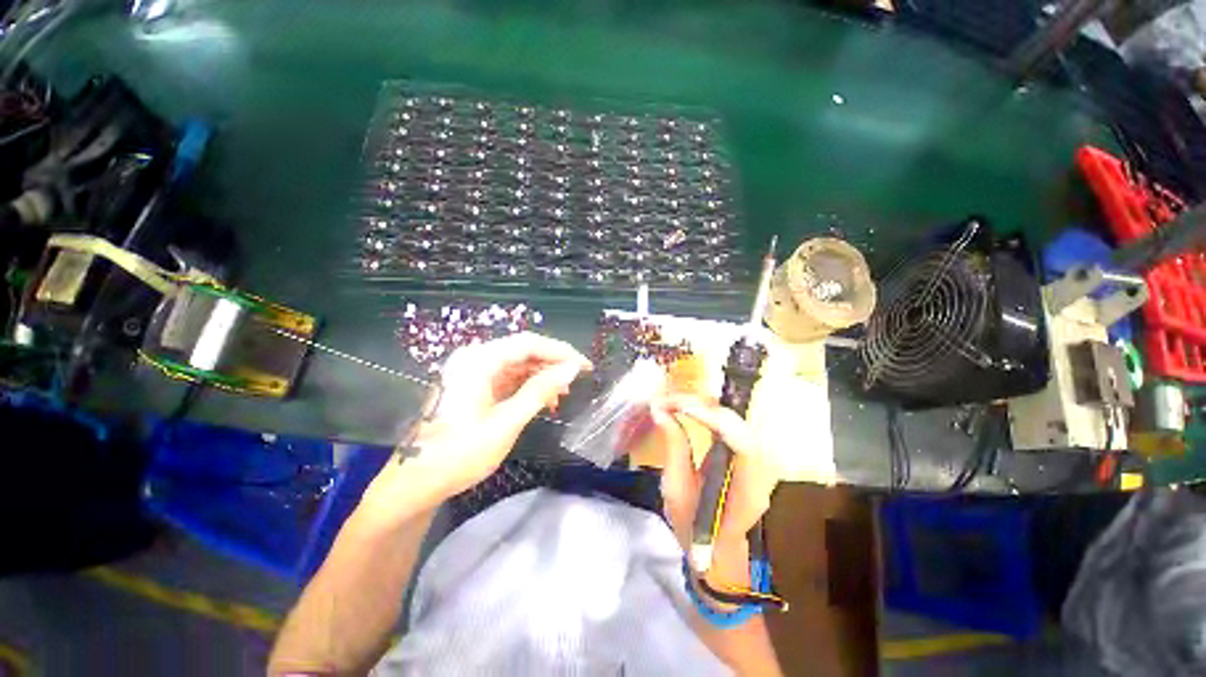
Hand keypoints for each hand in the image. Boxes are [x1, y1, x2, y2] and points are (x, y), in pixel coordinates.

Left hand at [361, 332, 590, 523]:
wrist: (416, 482)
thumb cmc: (460, 454)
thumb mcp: (507, 422)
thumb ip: (540, 391)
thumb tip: (571, 369)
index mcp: (478, 361)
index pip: (528, 343)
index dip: (560, 352)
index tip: (584, 366)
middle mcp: (474, 358)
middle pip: (523, 350)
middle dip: (552, 364)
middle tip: (577, 380)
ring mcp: (471, 371)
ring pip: (517, 363)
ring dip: (541, 375)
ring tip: (562, 394)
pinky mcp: (473, 384)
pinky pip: (507, 376)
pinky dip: (527, 385)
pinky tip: (542, 399)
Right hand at [651, 396, 779, 569]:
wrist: (715, 548)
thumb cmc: (693, 527)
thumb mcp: (676, 490)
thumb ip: (674, 447)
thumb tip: (661, 411)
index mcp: (747, 490)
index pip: (741, 443)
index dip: (713, 418)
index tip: (680, 406)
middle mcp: (762, 472)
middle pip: (739, 425)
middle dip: (704, 406)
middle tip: (670, 401)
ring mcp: (759, 461)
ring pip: (736, 420)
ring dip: (706, 406)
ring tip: (676, 403)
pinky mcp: (749, 453)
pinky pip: (731, 424)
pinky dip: (710, 412)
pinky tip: (691, 409)